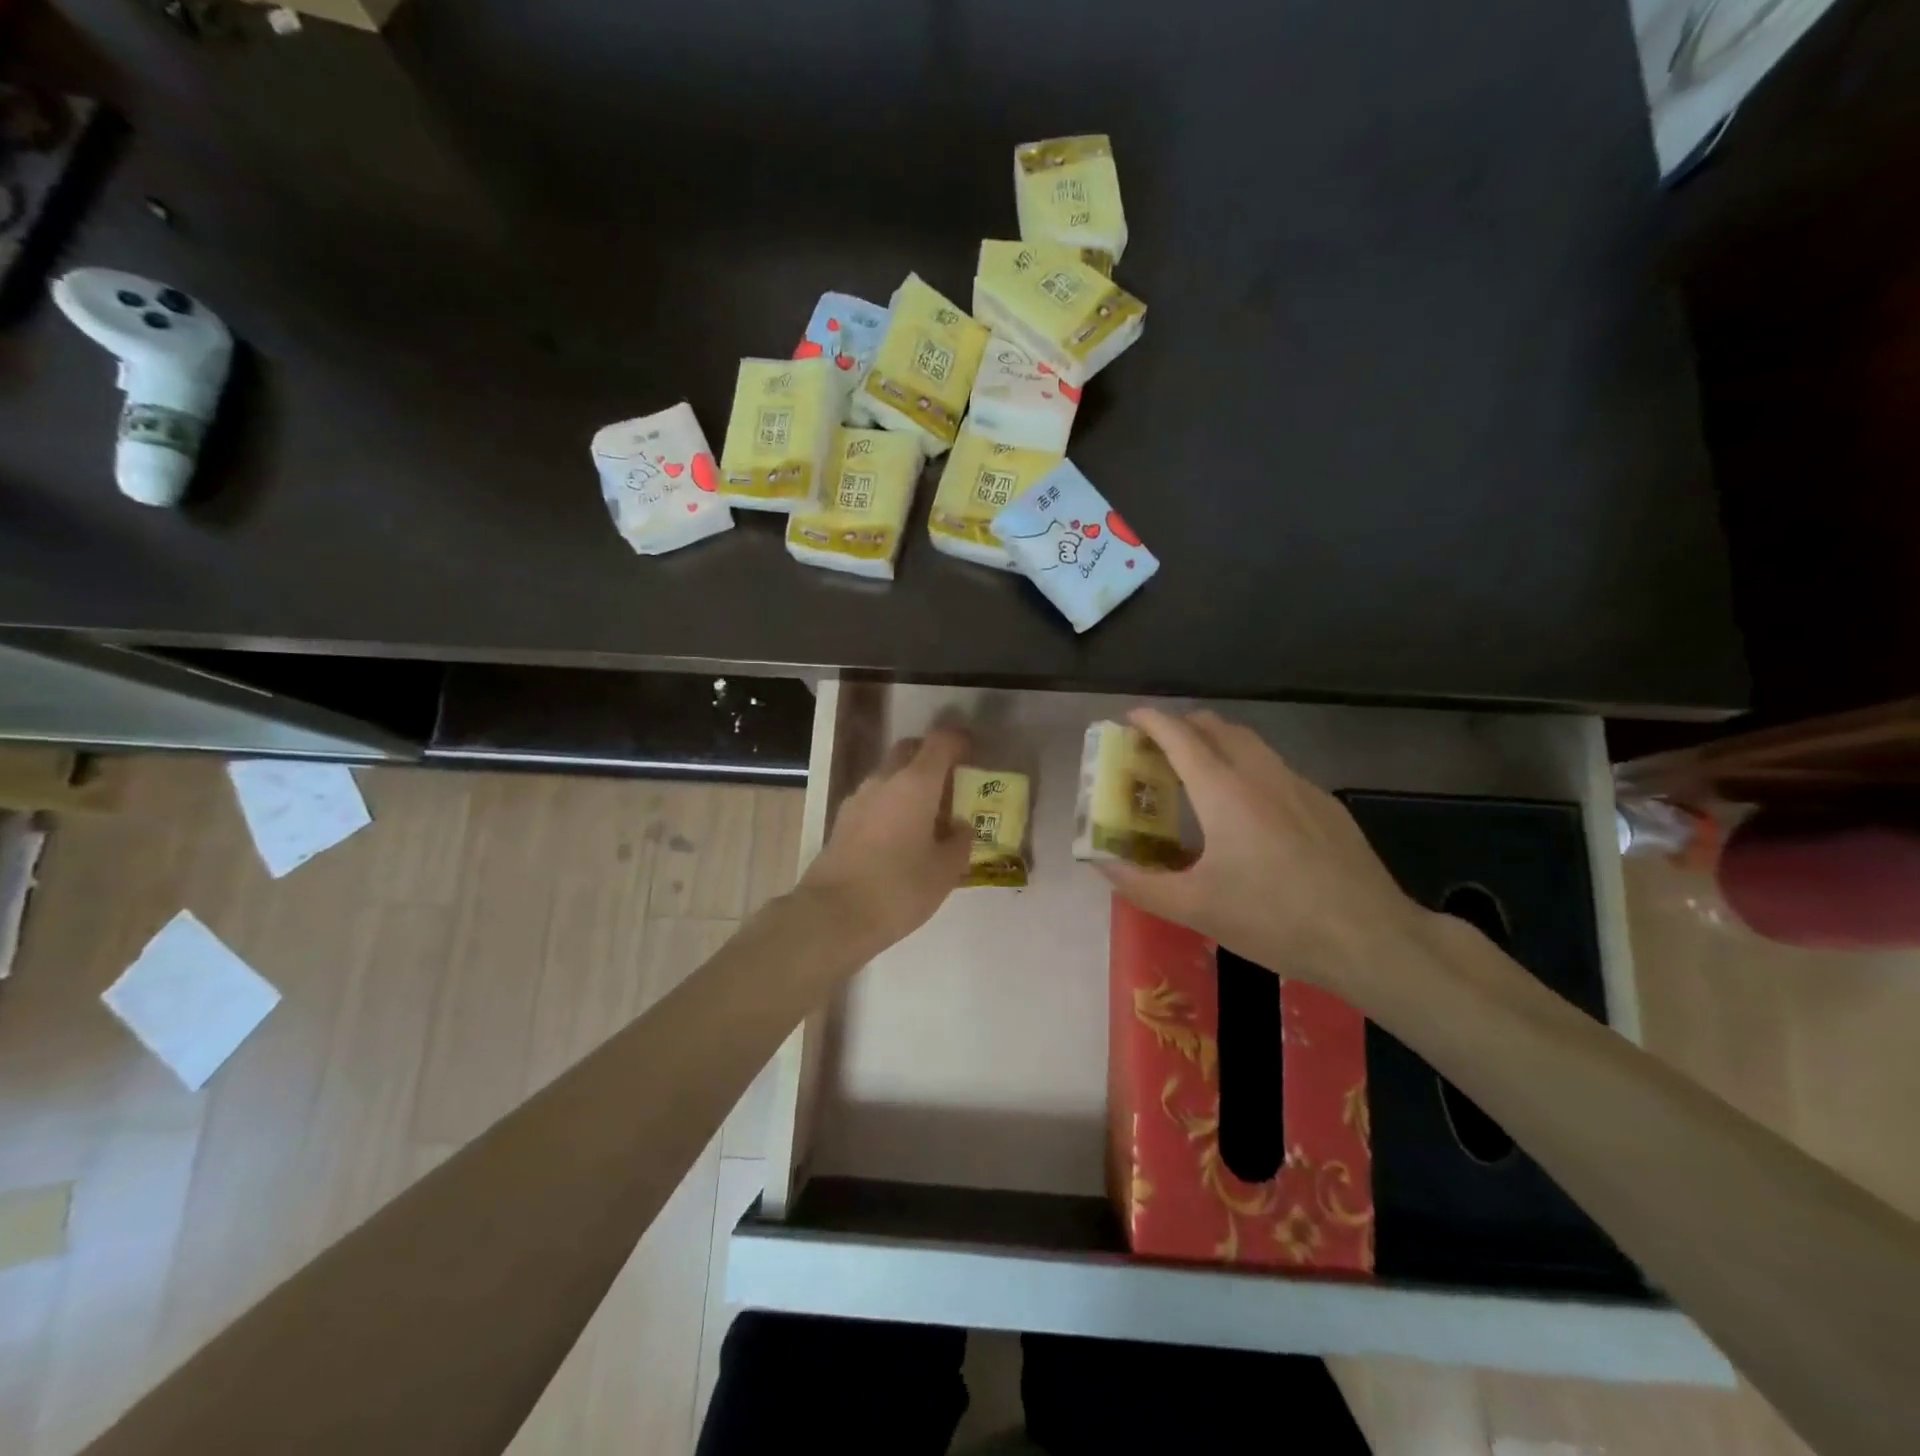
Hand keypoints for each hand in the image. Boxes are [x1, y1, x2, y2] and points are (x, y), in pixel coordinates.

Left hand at [795, 727, 971, 954]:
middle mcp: (885, 780)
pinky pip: (875, 799)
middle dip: (932, 758)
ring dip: (910, 783)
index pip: (941, 741)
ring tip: (929, 815)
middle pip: (910, 750)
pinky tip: (901, 835)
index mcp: (916, 783)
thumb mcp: (945, 870)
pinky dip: (892, 804)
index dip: (960, 741)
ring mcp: (858, 799)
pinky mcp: (842, 820)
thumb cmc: (899, 888)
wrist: (833, 915)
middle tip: (952, 782)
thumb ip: (959, 841)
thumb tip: (959, 826)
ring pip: (890, 775)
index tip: (974, 753)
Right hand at [1099, 708, 1422, 989]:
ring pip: (1251, 744)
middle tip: (1159, 749)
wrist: (1370, 938)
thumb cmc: (1273, 919)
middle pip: (1217, 727)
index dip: (1151, 721)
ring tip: (1200, 772)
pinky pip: (1277, 769)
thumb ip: (1141, 883)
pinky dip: (1249, 768)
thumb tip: (1100, 863)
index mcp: (1223, 792)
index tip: (1130, 719)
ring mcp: (1299, 786)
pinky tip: (1251, 811)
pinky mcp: (1326, 805)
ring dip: (1218, 743)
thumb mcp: (1195, 908)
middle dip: (1183, 726)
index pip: (1179, 736)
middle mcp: (1260, 775)